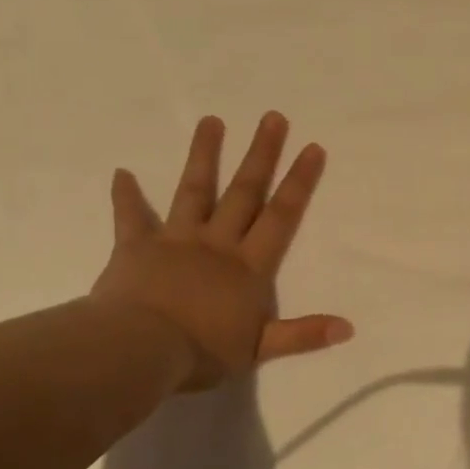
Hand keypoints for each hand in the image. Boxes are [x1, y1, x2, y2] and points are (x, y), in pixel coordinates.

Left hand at [90, 112, 353, 391]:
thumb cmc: (201, 351)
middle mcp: (216, 243)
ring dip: (204, 155)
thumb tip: (348, 327)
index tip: (312, 148)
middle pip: (244, 192)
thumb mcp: (259, 349)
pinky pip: (130, 217)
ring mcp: (175, 240)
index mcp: (248, 266)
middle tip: (273, 117)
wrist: (139, 351)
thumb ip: (302, 335)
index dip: (298, 182)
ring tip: (212, 121)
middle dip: (261, 155)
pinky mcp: (136, 247)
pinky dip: (126, 195)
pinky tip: (121, 172)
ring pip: (194, 191)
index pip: (280, 217)